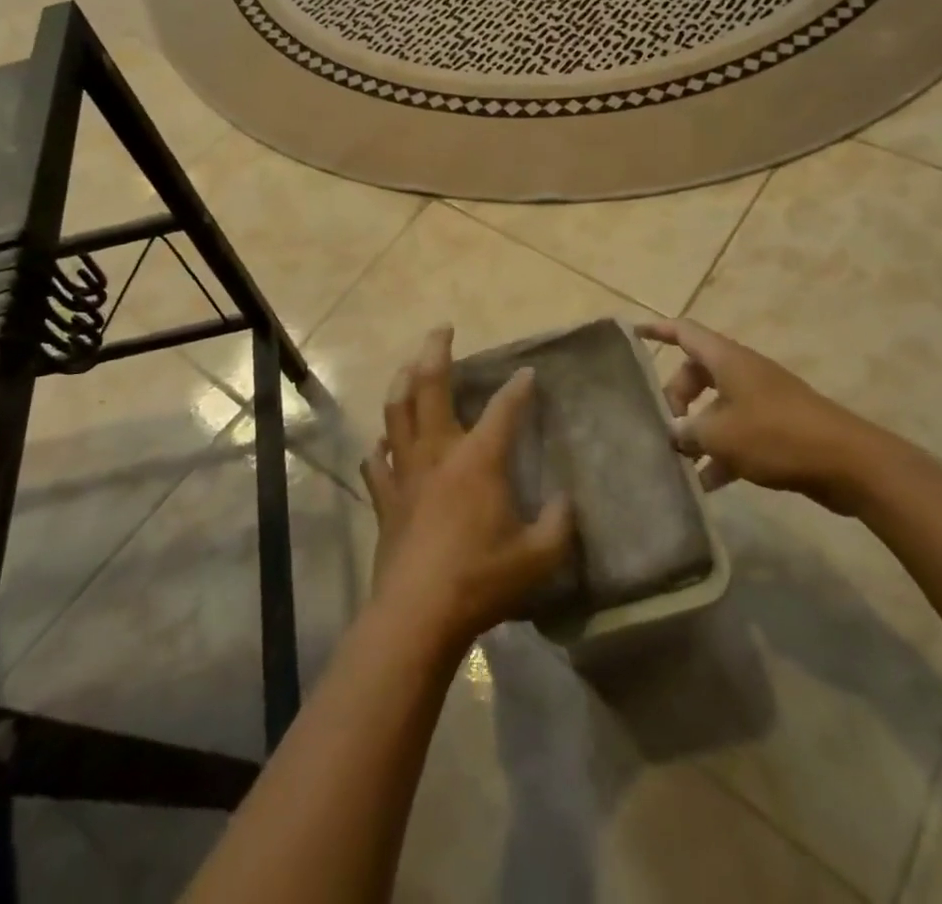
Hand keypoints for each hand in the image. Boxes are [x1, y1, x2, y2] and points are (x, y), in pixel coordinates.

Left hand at [359, 327, 573, 647]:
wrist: (418, 614)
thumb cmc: (482, 580)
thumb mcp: (539, 557)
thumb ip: (560, 524)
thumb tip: (565, 500)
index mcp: (478, 459)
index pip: (504, 409)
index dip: (519, 388)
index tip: (528, 373)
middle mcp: (438, 452)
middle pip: (430, 386)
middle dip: (436, 350)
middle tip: (441, 328)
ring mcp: (405, 471)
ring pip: (396, 411)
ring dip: (402, 381)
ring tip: (409, 365)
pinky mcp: (384, 497)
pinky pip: (376, 461)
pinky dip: (380, 446)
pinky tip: (382, 443)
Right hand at [639, 318, 887, 513]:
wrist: (849, 463)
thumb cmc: (776, 435)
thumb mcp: (720, 434)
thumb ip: (687, 432)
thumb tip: (672, 434)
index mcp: (727, 361)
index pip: (684, 332)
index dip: (658, 330)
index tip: (632, 332)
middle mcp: (743, 373)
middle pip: (697, 373)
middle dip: (676, 397)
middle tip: (665, 426)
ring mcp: (762, 401)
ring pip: (716, 407)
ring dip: (698, 431)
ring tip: (680, 461)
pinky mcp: (778, 428)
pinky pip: (738, 433)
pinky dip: (721, 453)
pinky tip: (707, 485)